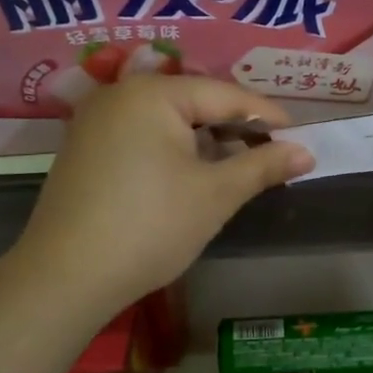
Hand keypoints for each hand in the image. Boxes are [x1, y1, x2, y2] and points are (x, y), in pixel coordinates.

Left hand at [4, 75, 312, 318]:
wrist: (65, 278)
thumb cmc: (150, 227)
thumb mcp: (215, 195)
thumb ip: (263, 166)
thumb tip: (306, 152)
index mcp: (152, 93)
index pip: (224, 94)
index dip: (266, 114)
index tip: (299, 134)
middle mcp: (119, 94)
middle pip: (193, 101)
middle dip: (234, 127)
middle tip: (272, 151)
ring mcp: (95, 120)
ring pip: (167, 119)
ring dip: (205, 139)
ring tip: (238, 164)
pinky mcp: (84, 148)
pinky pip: (141, 135)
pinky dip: (173, 149)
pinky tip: (192, 173)